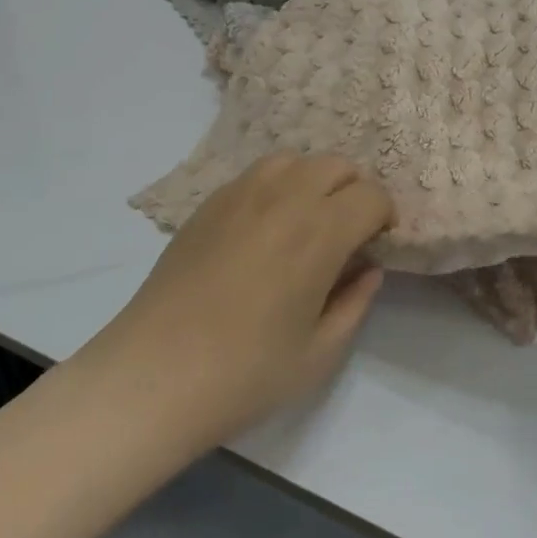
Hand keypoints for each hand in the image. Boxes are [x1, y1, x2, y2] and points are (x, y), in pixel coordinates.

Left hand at [64, 154, 393, 452]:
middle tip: (347, 234)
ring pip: (295, 160)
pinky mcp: (209, 203)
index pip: (372, 196)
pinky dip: (277, 187)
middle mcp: (285, 198)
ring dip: (314, 182)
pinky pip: (257, 174)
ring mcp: (241, 194)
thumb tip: (369, 269)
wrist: (152, 376)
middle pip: (337, 165)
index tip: (376, 245)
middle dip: (354, 192)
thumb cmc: (245, 373)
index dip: (384, 217)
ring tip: (306, 222)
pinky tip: (264, 228)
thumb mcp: (320, 353)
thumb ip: (356, 303)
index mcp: (320, 232)